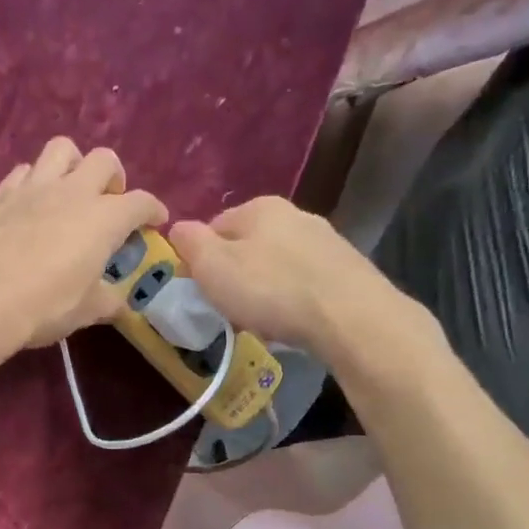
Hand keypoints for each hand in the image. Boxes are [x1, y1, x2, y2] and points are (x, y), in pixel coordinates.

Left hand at [0, 137, 166, 352]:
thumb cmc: (44, 305)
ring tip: (69, 190)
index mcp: (104, 217)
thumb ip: (109, 300)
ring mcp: (33, 186)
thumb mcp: (87, 310)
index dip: (153, 210)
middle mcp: (72, 191)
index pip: (141, 202)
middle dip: (114, 177)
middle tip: (109, 201)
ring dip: (73, 164)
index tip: (155, 220)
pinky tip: (30, 203)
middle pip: (104, 160)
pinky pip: (24, 172)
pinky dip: (34, 181)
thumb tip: (120, 301)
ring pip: (61, 149)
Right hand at [170, 197, 442, 369]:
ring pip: (279, 264)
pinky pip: (306, 282)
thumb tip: (178, 227)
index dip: (202, 258)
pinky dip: (294, 299)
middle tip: (230, 308)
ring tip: (263, 320)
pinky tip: (293, 322)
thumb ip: (190, 243)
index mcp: (259, 207)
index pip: (215, 226)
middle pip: (249, 244)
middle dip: (236, 273)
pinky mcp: (348, 270)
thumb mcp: (212, 267)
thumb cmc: (270, 289)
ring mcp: (327, 241)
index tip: (202, 289)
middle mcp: (296, 214)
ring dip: (266, 288)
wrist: (350, 317)